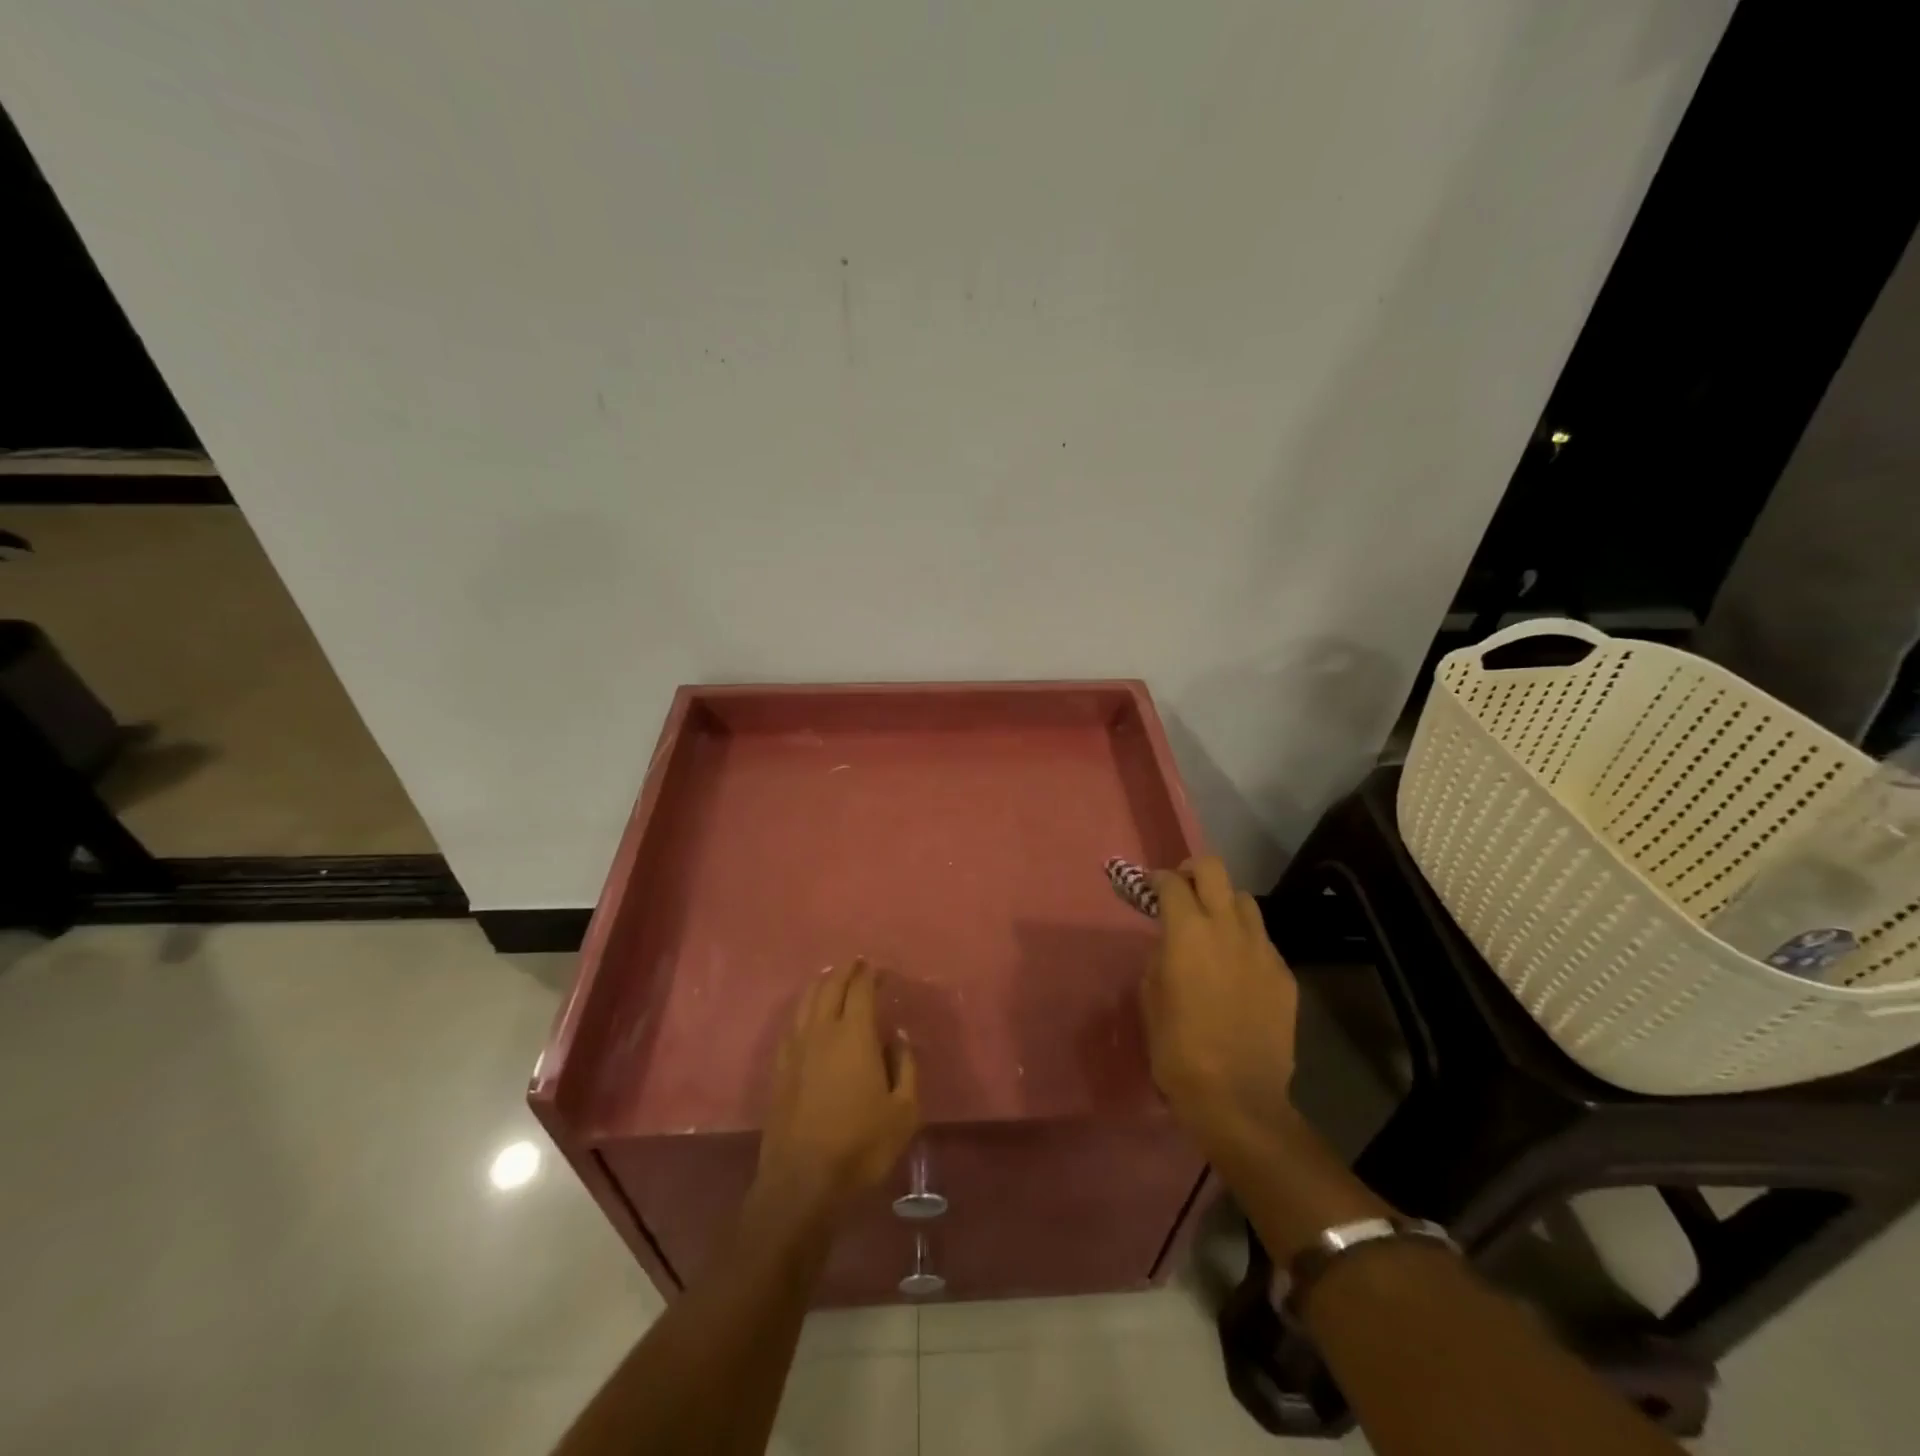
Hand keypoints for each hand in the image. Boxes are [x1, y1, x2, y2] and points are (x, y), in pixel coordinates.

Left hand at [754, 958, 919, 1225]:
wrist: (802, 1181)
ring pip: (805, 1002)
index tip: (877, 968)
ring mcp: (796, 1050)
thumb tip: (899, 1037)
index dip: (868, 975)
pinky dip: (801, 1010)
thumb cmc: (861, 1145)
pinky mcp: (780, 1070)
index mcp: (854, 1035)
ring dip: (820, 985)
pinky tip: (805, 1015)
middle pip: (829, 988)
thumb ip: (906, 1067)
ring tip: (830, 978)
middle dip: (844, 972)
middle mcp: (821, 1032)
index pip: (860, 990)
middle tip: (855, 964)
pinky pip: (791, 1025)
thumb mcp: (904, 1111)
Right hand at [1141, 856, 1299, 1150]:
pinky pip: (1262, 940)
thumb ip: (1160, 957)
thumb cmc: (1178, 1048)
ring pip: (1244, 901)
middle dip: (1194, 871)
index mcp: (1187, 931)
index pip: (1172, 883)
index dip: (1158, 880)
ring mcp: (1262, 949)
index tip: (1150, 888)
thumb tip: (1170, 943)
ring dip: (1224, 904)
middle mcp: (1227, 928)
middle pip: (1214, 870)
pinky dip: (1245, 941)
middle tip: (1183, 890)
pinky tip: (1236, 969)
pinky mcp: (1284, 974)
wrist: (1237, 1097)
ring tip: (1213, 929)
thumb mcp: (1150, 997)